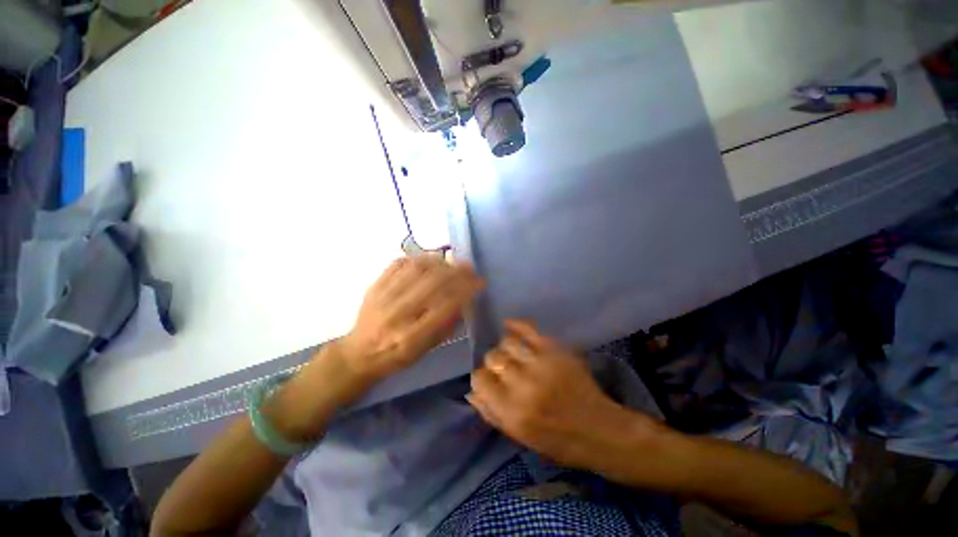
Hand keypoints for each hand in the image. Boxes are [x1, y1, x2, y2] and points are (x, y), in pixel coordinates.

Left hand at [339, 255, 483, 383]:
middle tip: (471, 268)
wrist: (358, 353)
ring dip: (441, 262)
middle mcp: (396, 314)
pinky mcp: (374, 285)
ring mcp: (382, 297)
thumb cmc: (396, 357)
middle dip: (457, 272)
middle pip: (433, 283)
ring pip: (417, 269)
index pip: (445, 306)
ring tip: (453, 263)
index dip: (466, 290)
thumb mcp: (425, 350)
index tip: (480, 282)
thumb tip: (465, 300)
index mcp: (411, 337)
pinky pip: (399, 263)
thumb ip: (446, 325)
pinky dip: (419, 258)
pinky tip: (431, 260)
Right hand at [469, 320, 663, 471]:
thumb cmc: (557, 440)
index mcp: (512, 411)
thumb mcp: (519, 437)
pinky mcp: (555, 350)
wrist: (599, 429)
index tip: (489, 381)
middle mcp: (523, 384)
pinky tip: (509, 325)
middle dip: (494, 363)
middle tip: (503, 370)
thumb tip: (471, 392)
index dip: (481, 378)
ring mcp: (541, 363)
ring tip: (512, 355)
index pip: (480, 379)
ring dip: (506, 348)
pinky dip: (516, 325)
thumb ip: (491, 413)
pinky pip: (528, 329)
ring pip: (507, 342)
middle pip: (493, 357)